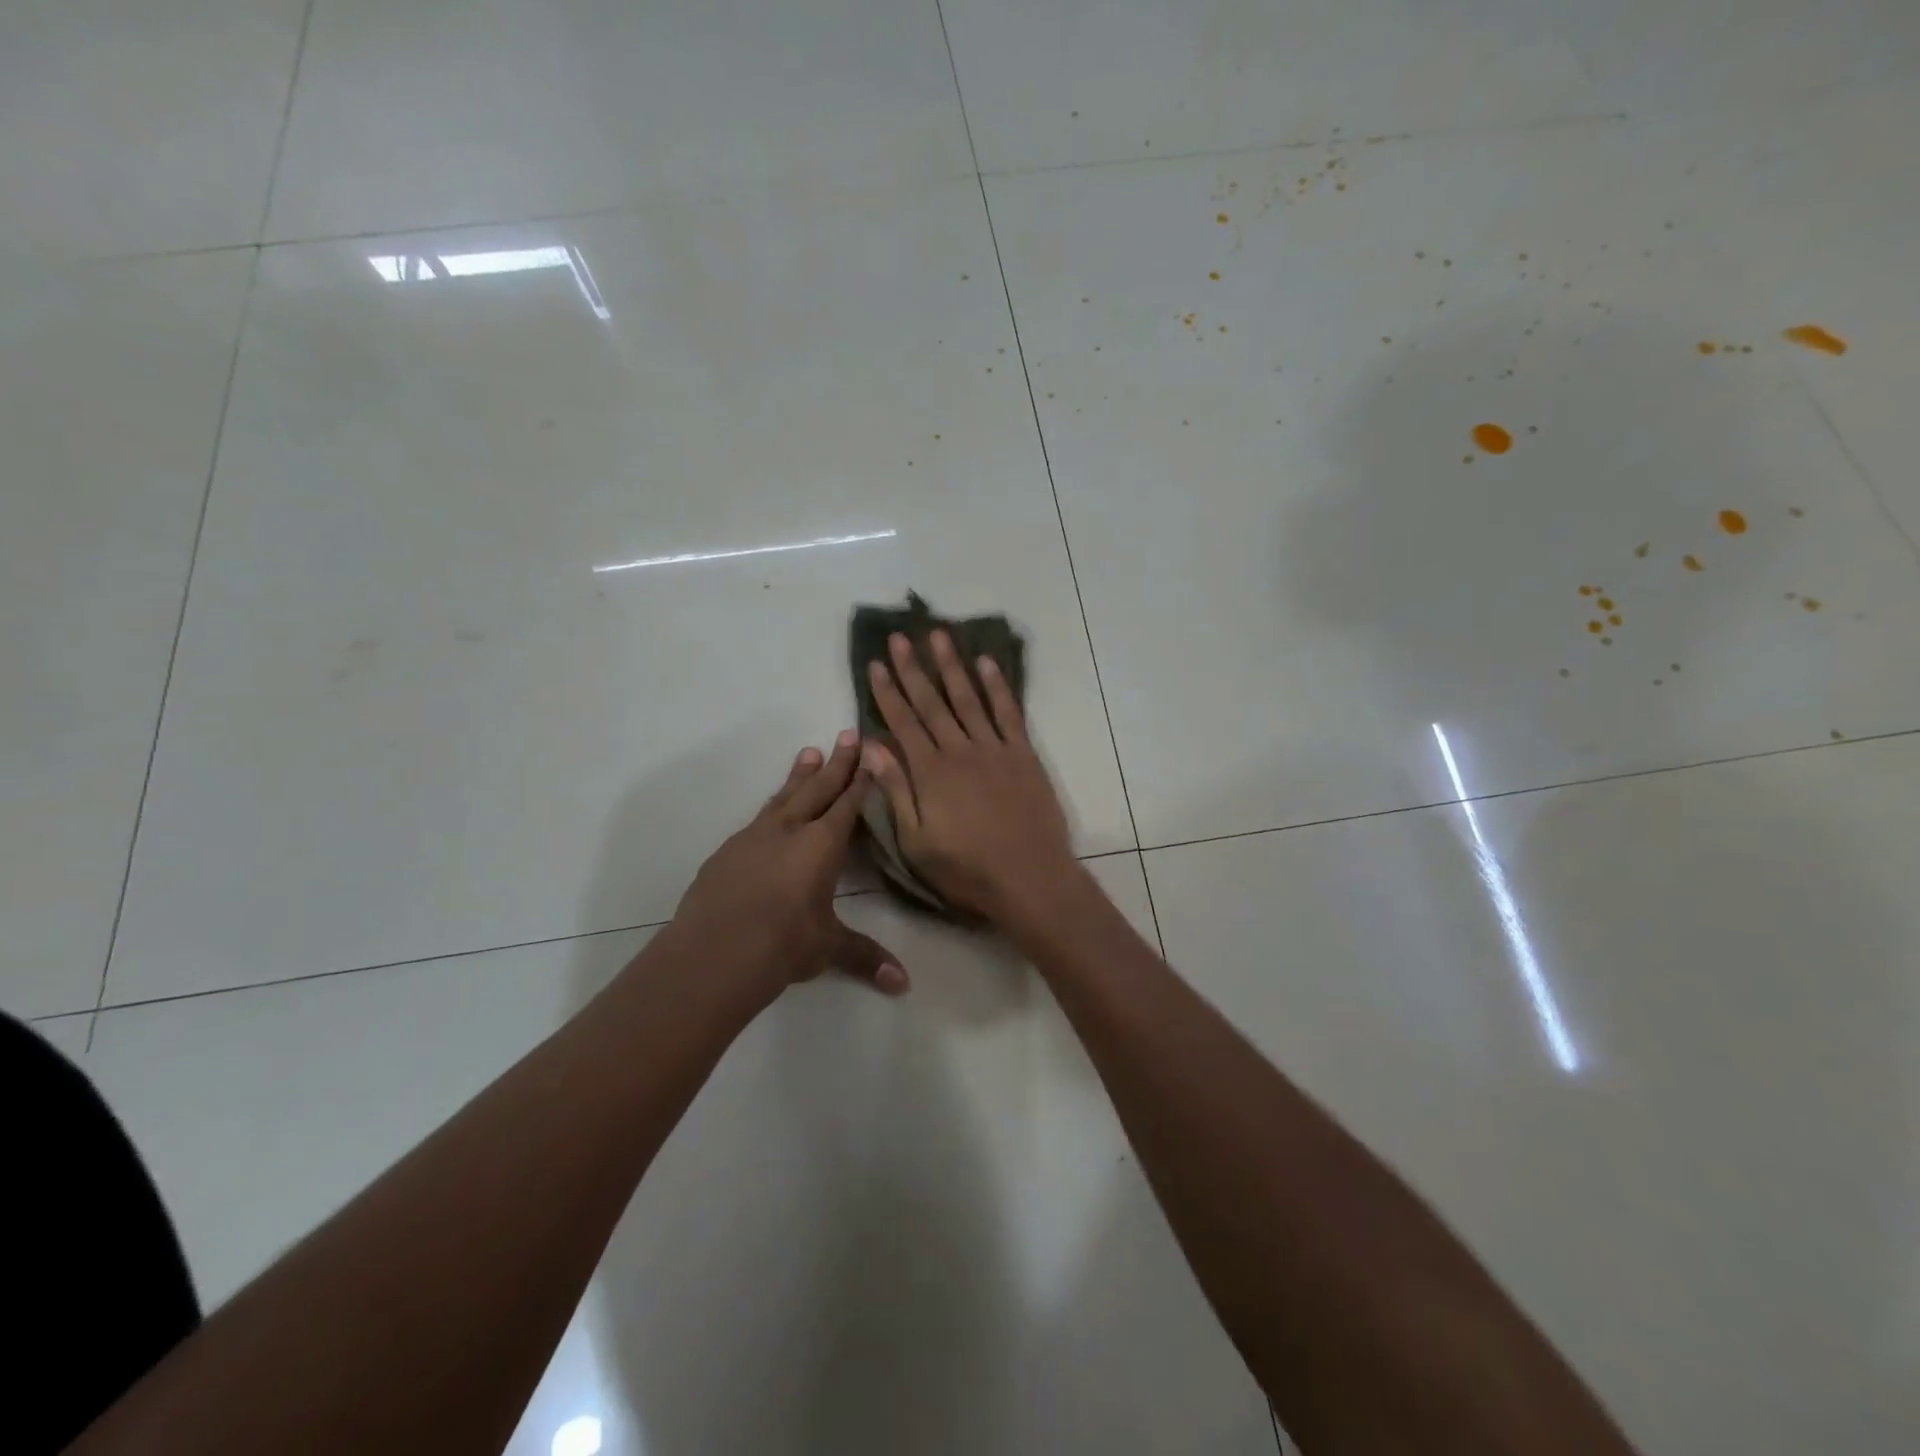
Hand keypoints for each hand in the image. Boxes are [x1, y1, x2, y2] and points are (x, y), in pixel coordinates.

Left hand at [671, 731, 907, 997]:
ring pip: (783, 797)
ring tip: (808, 752)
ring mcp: (753, 837)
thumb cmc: (782, 944)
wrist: (712, 952)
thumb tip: (903, 984)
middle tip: (847, 734)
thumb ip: (865, 957)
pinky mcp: (727, 852)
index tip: (870, 753)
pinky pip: (757, 820)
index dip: (861, 780)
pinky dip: (772, 808)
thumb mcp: (828, 948)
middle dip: (836, 763)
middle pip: (818, 788)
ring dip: (799, 776)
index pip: (847, 805)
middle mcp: (789, 830)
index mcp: (821, 845)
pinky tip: (771, 813)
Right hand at [862, 629, 1078, 922]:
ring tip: (939, 636)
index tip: (875, 663)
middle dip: (913, 668)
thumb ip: (895, 790)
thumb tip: (871, 747)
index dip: (887, 692)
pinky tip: (987, 663)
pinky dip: (998, 686)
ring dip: (952, 666)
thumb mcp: (916, 841)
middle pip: (932, 702)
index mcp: (930, 772)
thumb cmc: (967, 869)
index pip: (903, 722)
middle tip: (900, 637)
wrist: (1029, 877)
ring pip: (968, 698)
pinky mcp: (1023, 755)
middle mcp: (960, 750)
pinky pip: (1009, 712)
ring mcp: (995, 749)